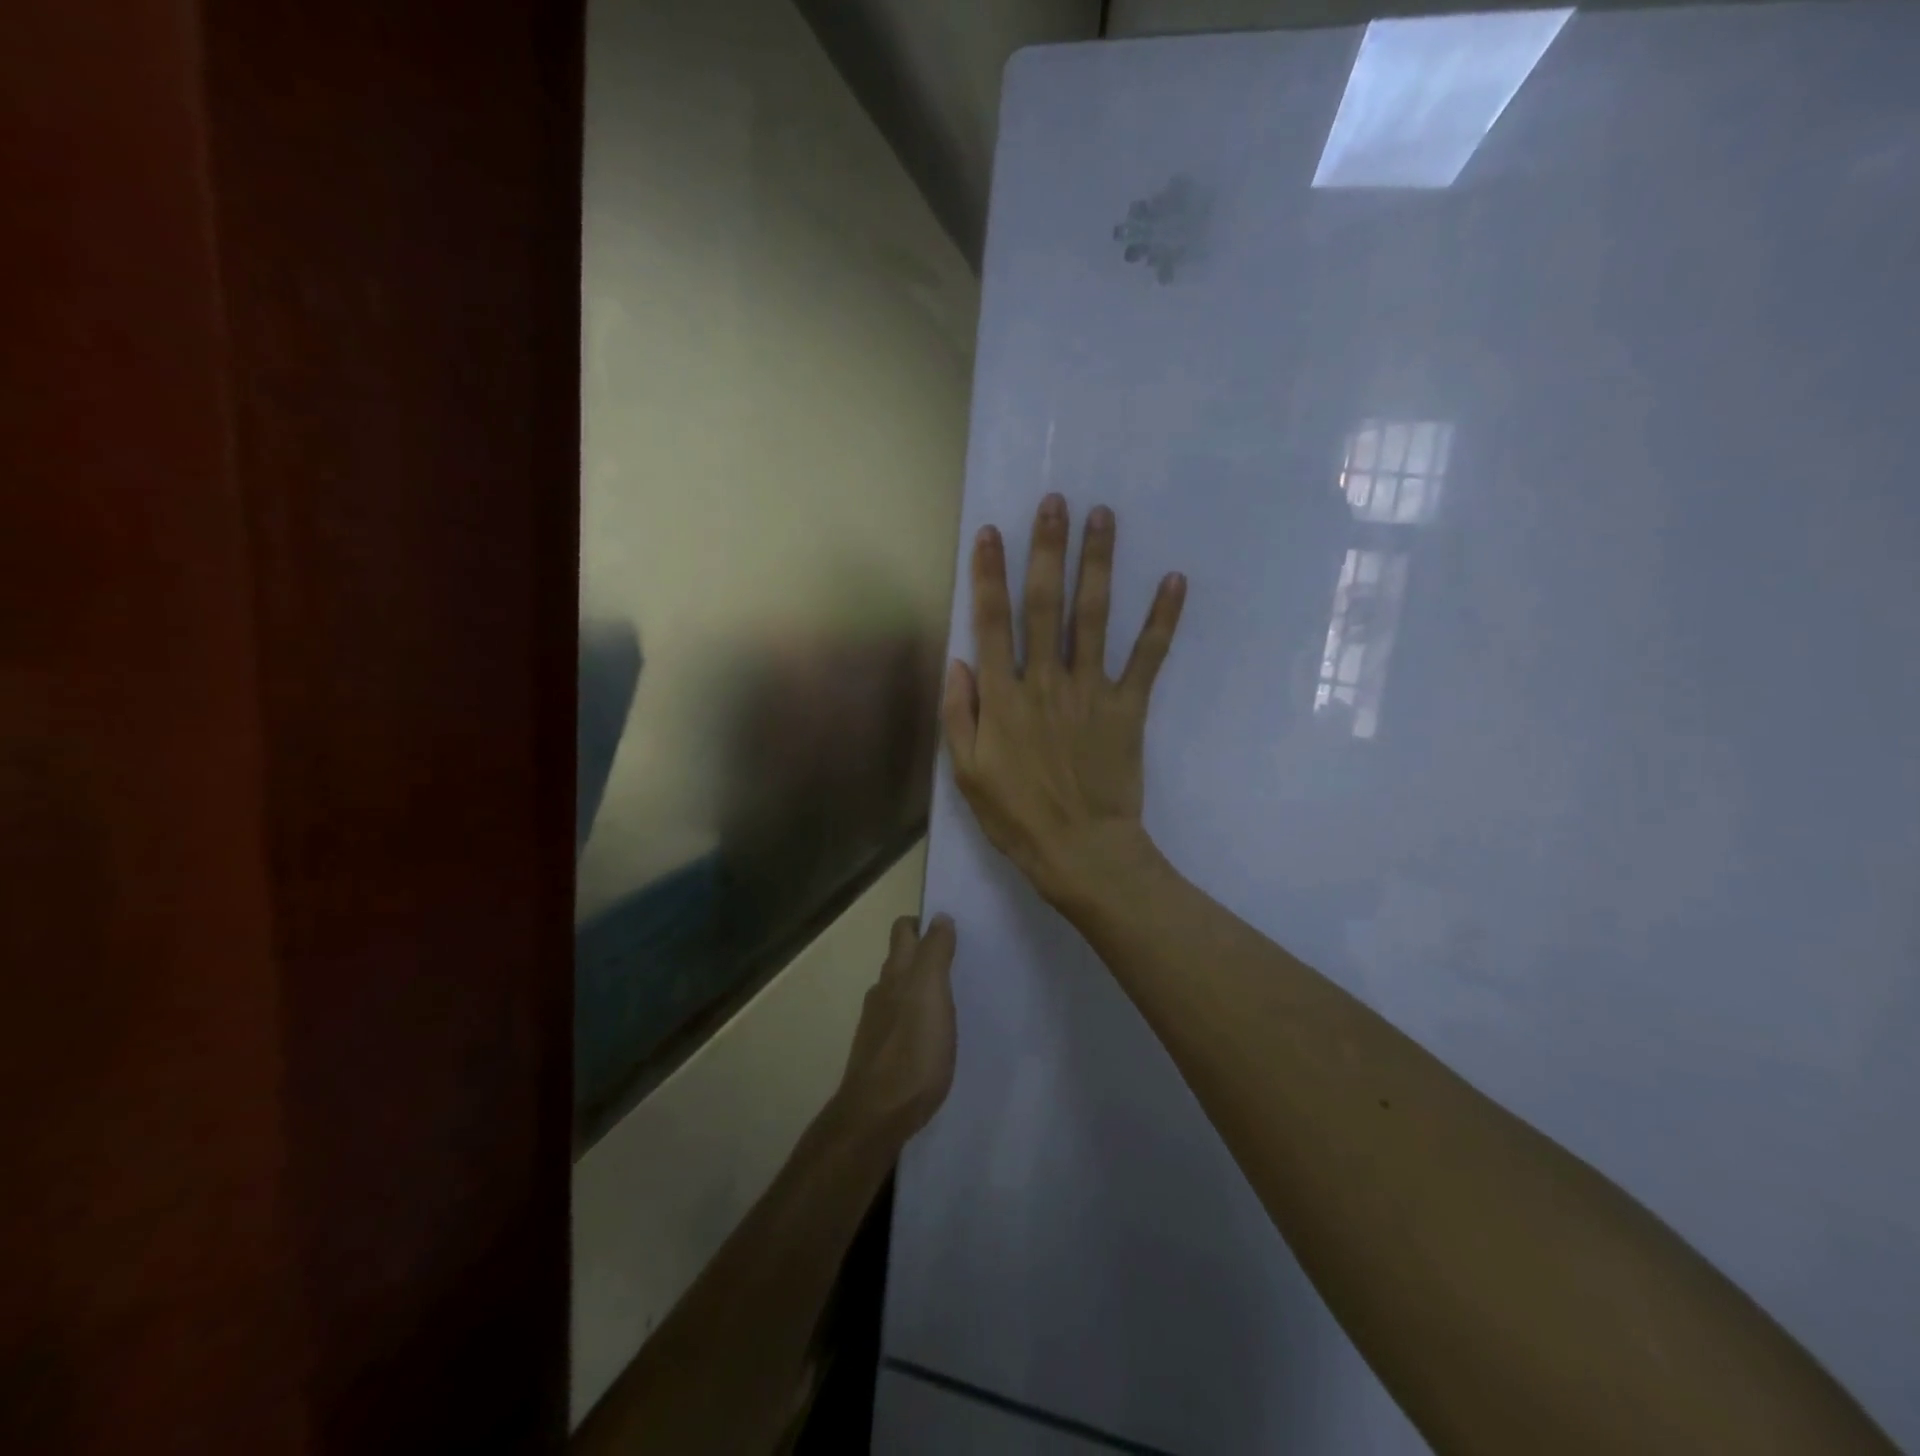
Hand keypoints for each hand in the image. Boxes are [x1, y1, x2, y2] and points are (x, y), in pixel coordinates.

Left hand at [834, 913, 957, 1143]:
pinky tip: (933, 1035)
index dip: (922, 923)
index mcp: (896, 973)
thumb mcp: (932, 993)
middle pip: (900, 960)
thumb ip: (935, 953)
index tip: (949, 928)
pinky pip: (901, 1022)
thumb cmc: (912, 1050)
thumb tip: (939, 917)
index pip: (904, 931)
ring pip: (899, 991)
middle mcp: (882, 992)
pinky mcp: (881, 1054)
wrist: (877, 1115)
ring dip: (920, 987)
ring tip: (951, 997)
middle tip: (956, 959)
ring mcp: (878, 1025)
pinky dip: (916, 1017)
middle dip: (922, 952)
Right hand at [941, 494, 1185, 903]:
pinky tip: (1174, 581)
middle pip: (1045, 605)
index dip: (989, 575)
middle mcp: (1045, 682)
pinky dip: (1162, 620)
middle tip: (1056, 502)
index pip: (992, 623)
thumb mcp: (967, 773)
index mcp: (1003, 697)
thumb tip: (958, 661)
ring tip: (1103, 518)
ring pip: (1093, 618)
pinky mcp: (1128, 707)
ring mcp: (1090, 691)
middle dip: (1048, 549)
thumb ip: (960, 713)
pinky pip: (1147, 658)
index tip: (990, 532)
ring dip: (1098, 564)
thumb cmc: (1017, 816)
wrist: (1081, 851)